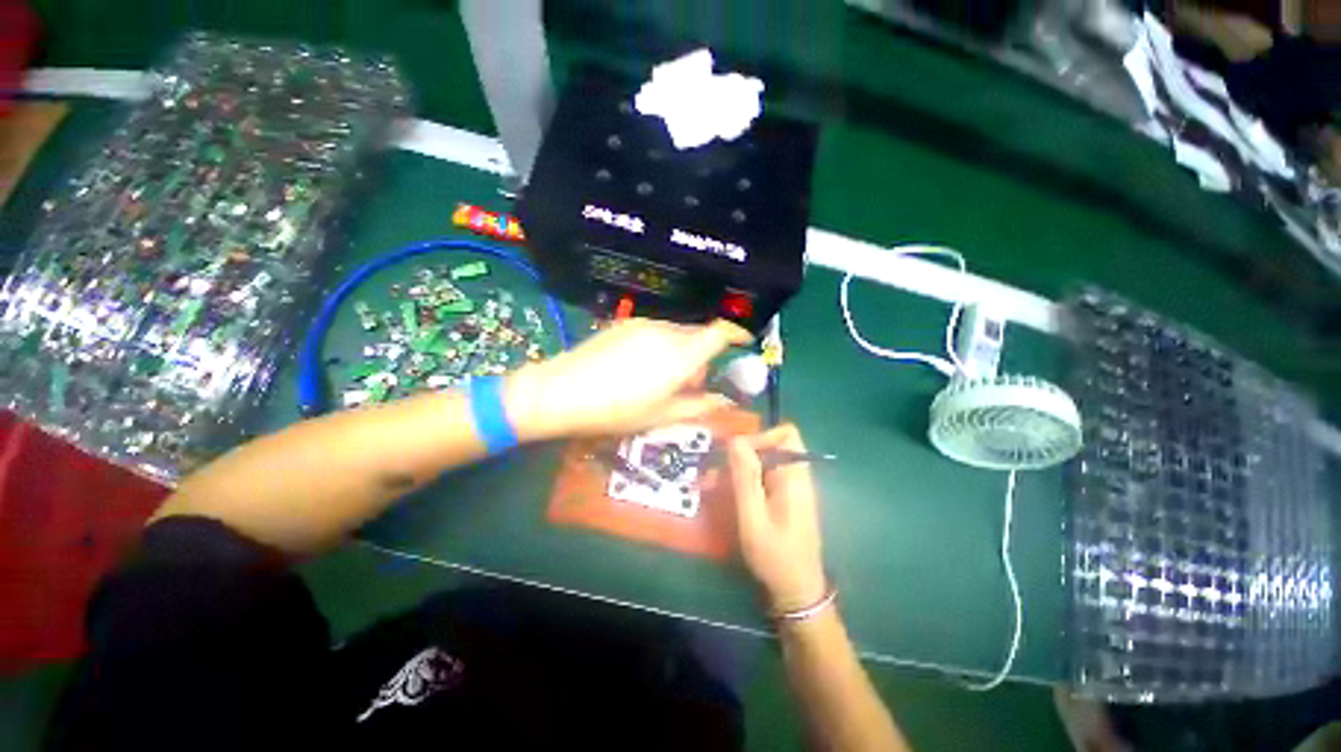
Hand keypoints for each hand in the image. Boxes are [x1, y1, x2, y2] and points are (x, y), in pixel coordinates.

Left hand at [507, 317, 751, 439]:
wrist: (562, 391)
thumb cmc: (617, 410)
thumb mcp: (662, 416)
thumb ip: (699, 406)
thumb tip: (725, 400)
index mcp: (681, 354)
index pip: (720, 333)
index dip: (737, 334)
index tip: (745, 343)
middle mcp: (667, 331)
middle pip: (698, 334)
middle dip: (704, 355)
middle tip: (693, 383)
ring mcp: (644, 324)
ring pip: (677, 333)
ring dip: (682, 351)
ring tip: (665, 379)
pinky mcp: (625, 324)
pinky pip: (656, 331)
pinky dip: (663, 346)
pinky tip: (643, 368)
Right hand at [728, 424, 827, 613]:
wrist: (796, 592)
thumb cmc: (775, 556)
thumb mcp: (753, 517)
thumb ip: (745, 477)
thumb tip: (736, 440)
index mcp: (795, 476)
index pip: (785, 433)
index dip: (760, 436)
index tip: (736, 453)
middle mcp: (796, 476)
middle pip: (771, 446)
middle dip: (742, 455)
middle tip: (716, 472)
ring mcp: (791, 489)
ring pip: (764, 463)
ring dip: (739, 470)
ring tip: (712, 486)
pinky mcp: (785, 500)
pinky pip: (764, 479)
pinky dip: (745, 482)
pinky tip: (727, 497)